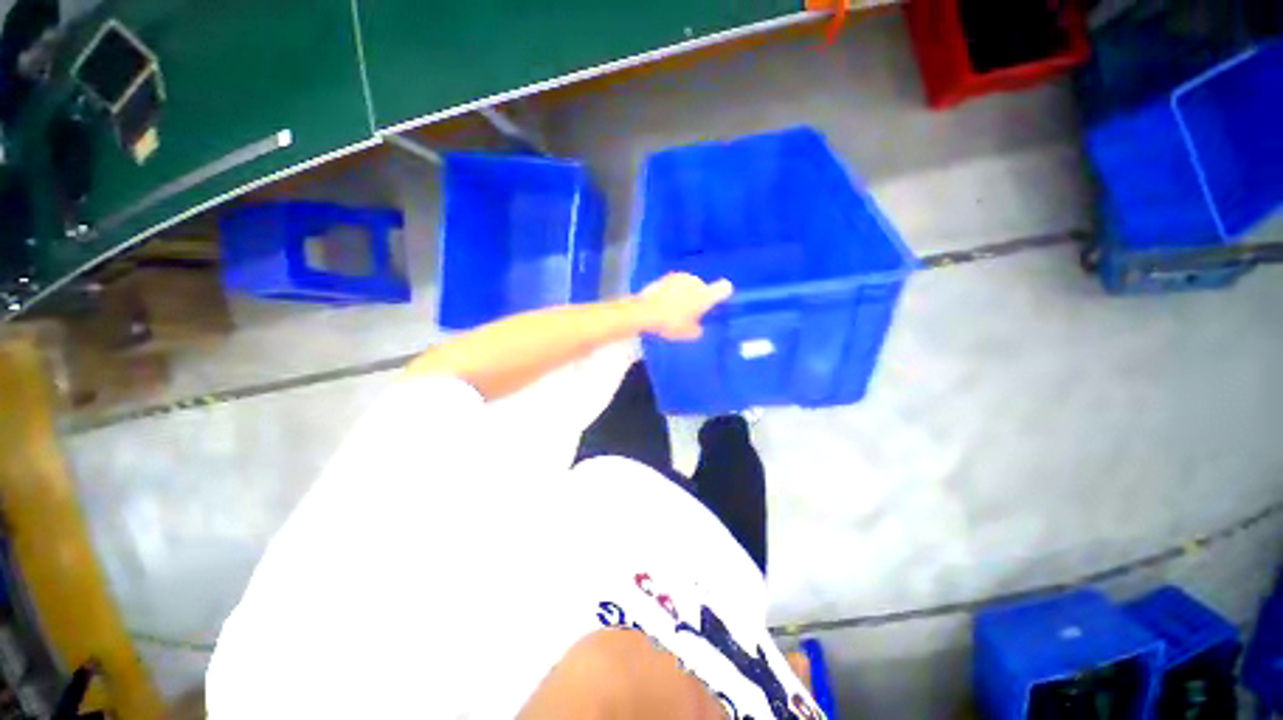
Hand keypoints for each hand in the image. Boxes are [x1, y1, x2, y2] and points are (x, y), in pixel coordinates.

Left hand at [635, 273, 732, 340]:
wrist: (644, 312)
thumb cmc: (671, 323)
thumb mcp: (687, 333)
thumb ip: (697, 329)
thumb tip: (698, 327)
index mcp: (705, 295)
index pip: (724, 288)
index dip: (723, 293)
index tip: (718, 301)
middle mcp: (695, 281)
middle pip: (702, 287)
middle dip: (697, 297)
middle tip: (689, 313)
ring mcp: (678, 277)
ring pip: (687, 285)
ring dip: (684, 293)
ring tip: (674, 309)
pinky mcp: (663, 277)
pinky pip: (673, 285)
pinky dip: (671, 292)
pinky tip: (663, 304)